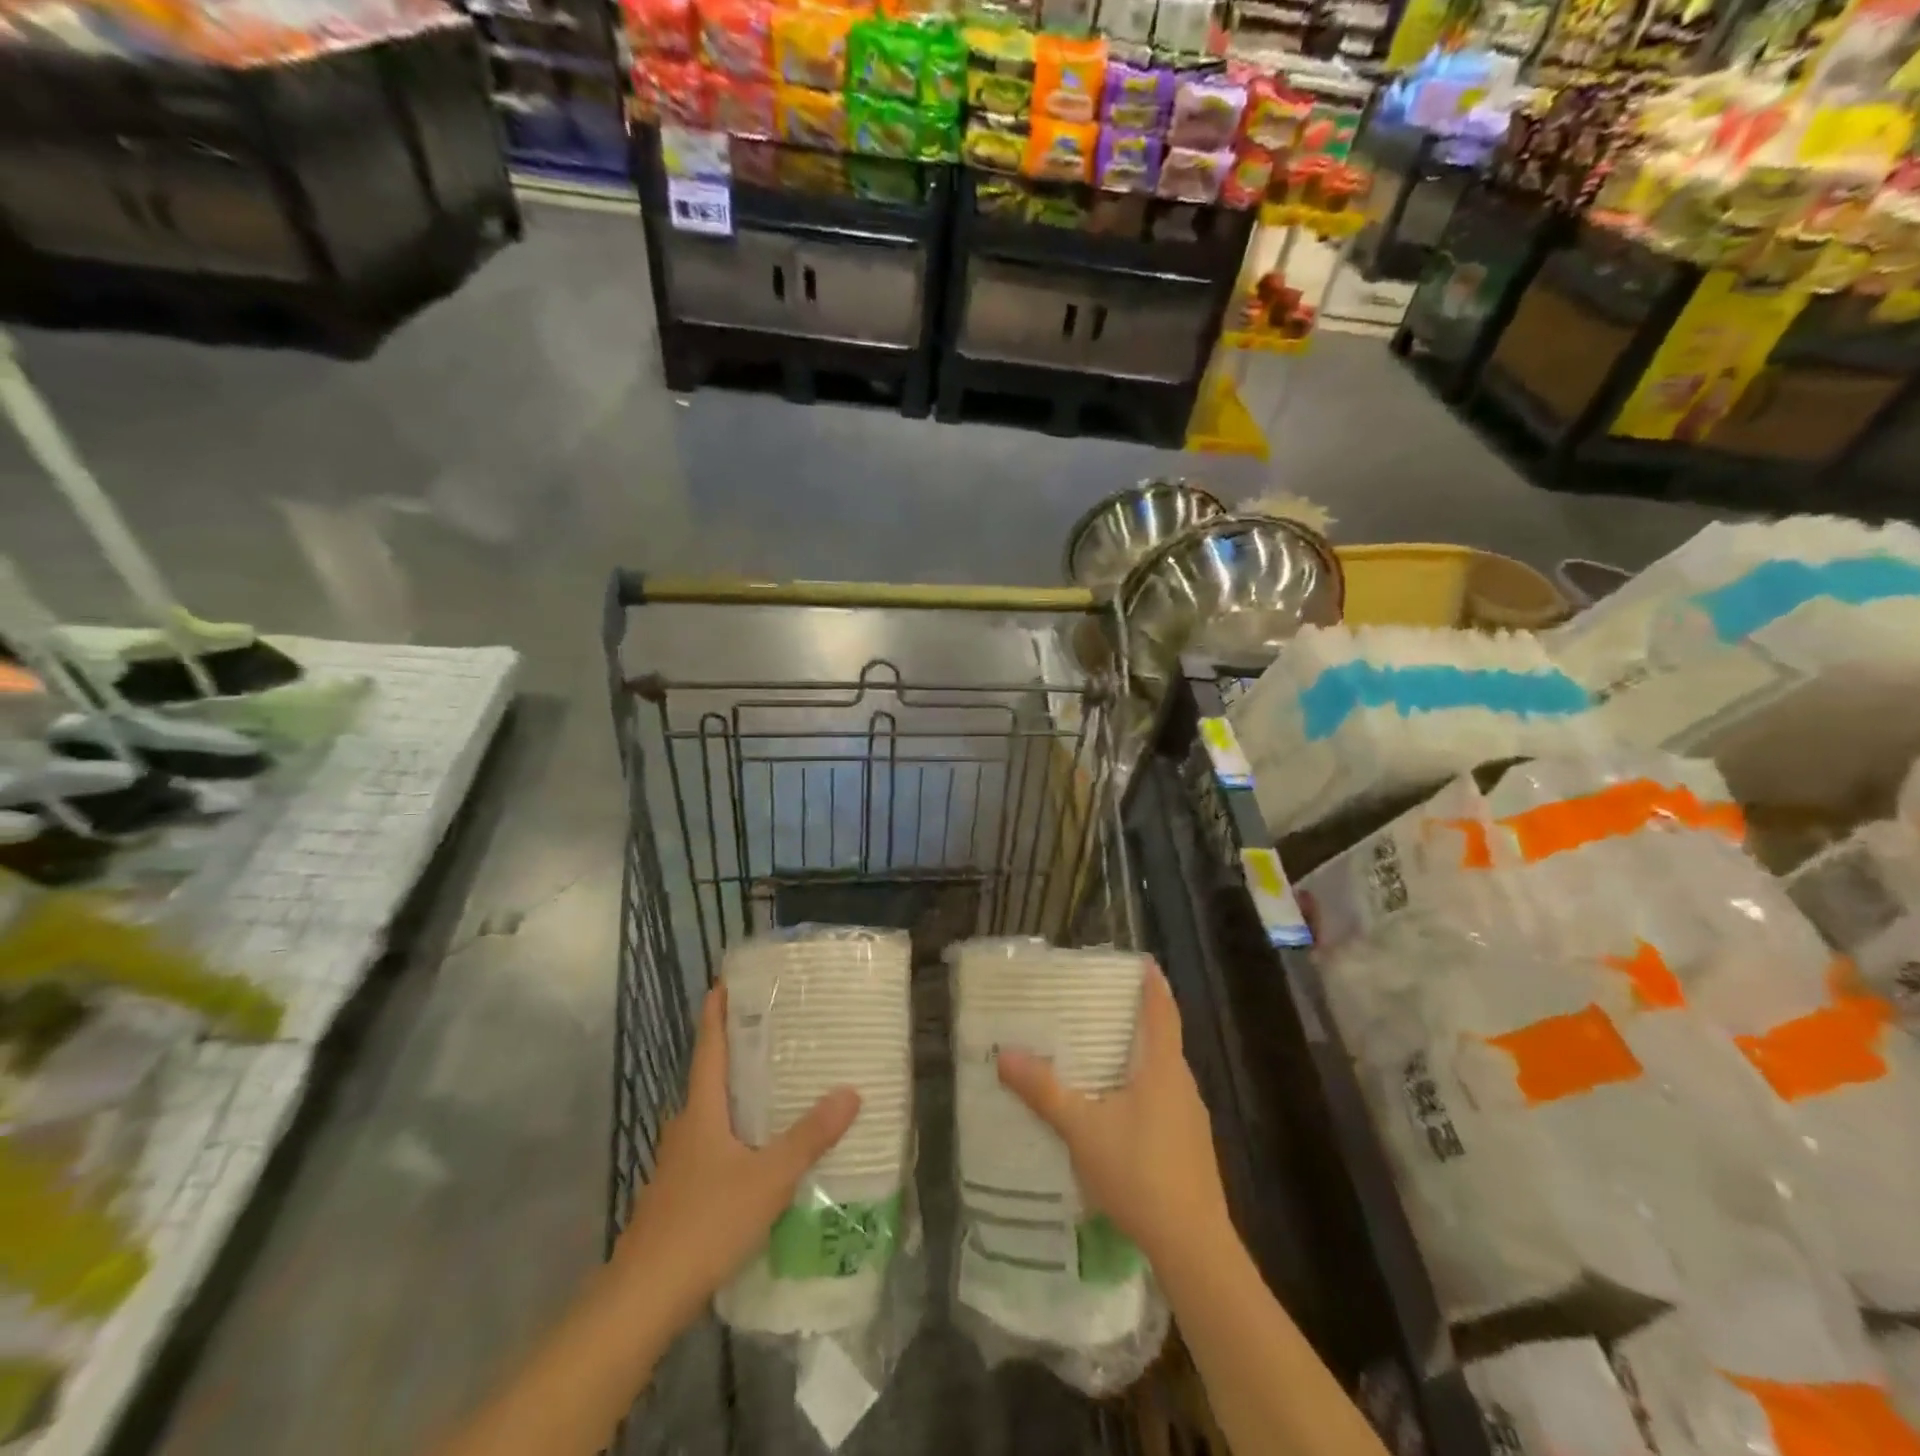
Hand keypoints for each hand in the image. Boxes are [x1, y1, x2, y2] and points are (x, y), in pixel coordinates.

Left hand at [613, 985, 859, 1329]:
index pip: (709, 1049)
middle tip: (771, 1033)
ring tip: (774, 1089)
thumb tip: (851, 1090)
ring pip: (709, 1117)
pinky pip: (710, 1148)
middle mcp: (685, 1129)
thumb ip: (810, 1136)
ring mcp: (676, 1165)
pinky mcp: (677, 1197)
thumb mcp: (769, 1178)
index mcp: (701, 1112)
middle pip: (709, 1079)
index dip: (715, 1014)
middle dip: (734, 1054)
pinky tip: (756, 1154)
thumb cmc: (706, 1223)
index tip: (723, 983)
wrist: (643, 1300)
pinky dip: (732, 1136)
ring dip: (735, 1098)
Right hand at [997, 964, 1230, 1266]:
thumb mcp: (1083, 1129)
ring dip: (1135, 1058)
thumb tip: (1004, 1054)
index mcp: (1163, 1069)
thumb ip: (1044, 1092)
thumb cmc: (1139, 1173)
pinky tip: (1114, 1110)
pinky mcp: (1190, 1146)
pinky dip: (1140, 1089)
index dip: (1153, 983)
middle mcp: (1182, 1085)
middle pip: (1161, 1040)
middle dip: (1134, 1020)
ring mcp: (1190, 1118)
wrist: (1193, 1246)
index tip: (1141, 960)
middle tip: (1096, 1006)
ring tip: (1098, 1054)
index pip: (1162, 1011)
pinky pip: (1163, 1101)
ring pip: (1161, 1074)